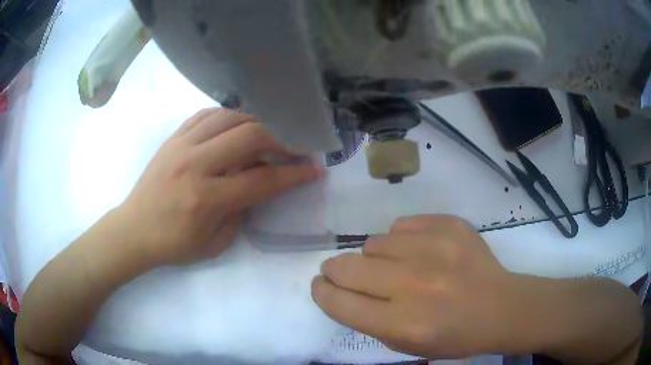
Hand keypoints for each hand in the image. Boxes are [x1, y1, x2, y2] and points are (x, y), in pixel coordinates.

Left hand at [118, 108, 321, 265]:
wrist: (134, 229)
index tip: (315, 169)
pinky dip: (229, 115)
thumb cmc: (174, 244)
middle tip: (296, 147)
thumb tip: (261, 183)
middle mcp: (194, 164)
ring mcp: (181, 145)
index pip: (261, 179)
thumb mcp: (215, 242)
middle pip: (249, 135)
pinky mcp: (173, 137)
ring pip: (229, 116)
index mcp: (205, 198)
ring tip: (271, 133)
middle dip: (281, 139)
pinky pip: (207, 114)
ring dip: (257, 122)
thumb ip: (242, 210)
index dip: (293, 174)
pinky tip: (238, 124)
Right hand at [312, 215, 523, 358]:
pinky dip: (401, 240)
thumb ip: (367, 320)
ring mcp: (434, 249)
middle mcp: (414, 284)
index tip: (322, 285)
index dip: (322, 292)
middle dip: (336, 271)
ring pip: (373, 243)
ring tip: (398, 267)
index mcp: (402, 322)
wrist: (500, 308)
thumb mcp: (404, 345)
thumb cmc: (453, 336)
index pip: (339, 301)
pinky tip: (420, 252)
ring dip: (376, 258)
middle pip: (347, 266)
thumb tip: (340, 290)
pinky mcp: (449, 225)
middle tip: (344, 273)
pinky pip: (401, 225)